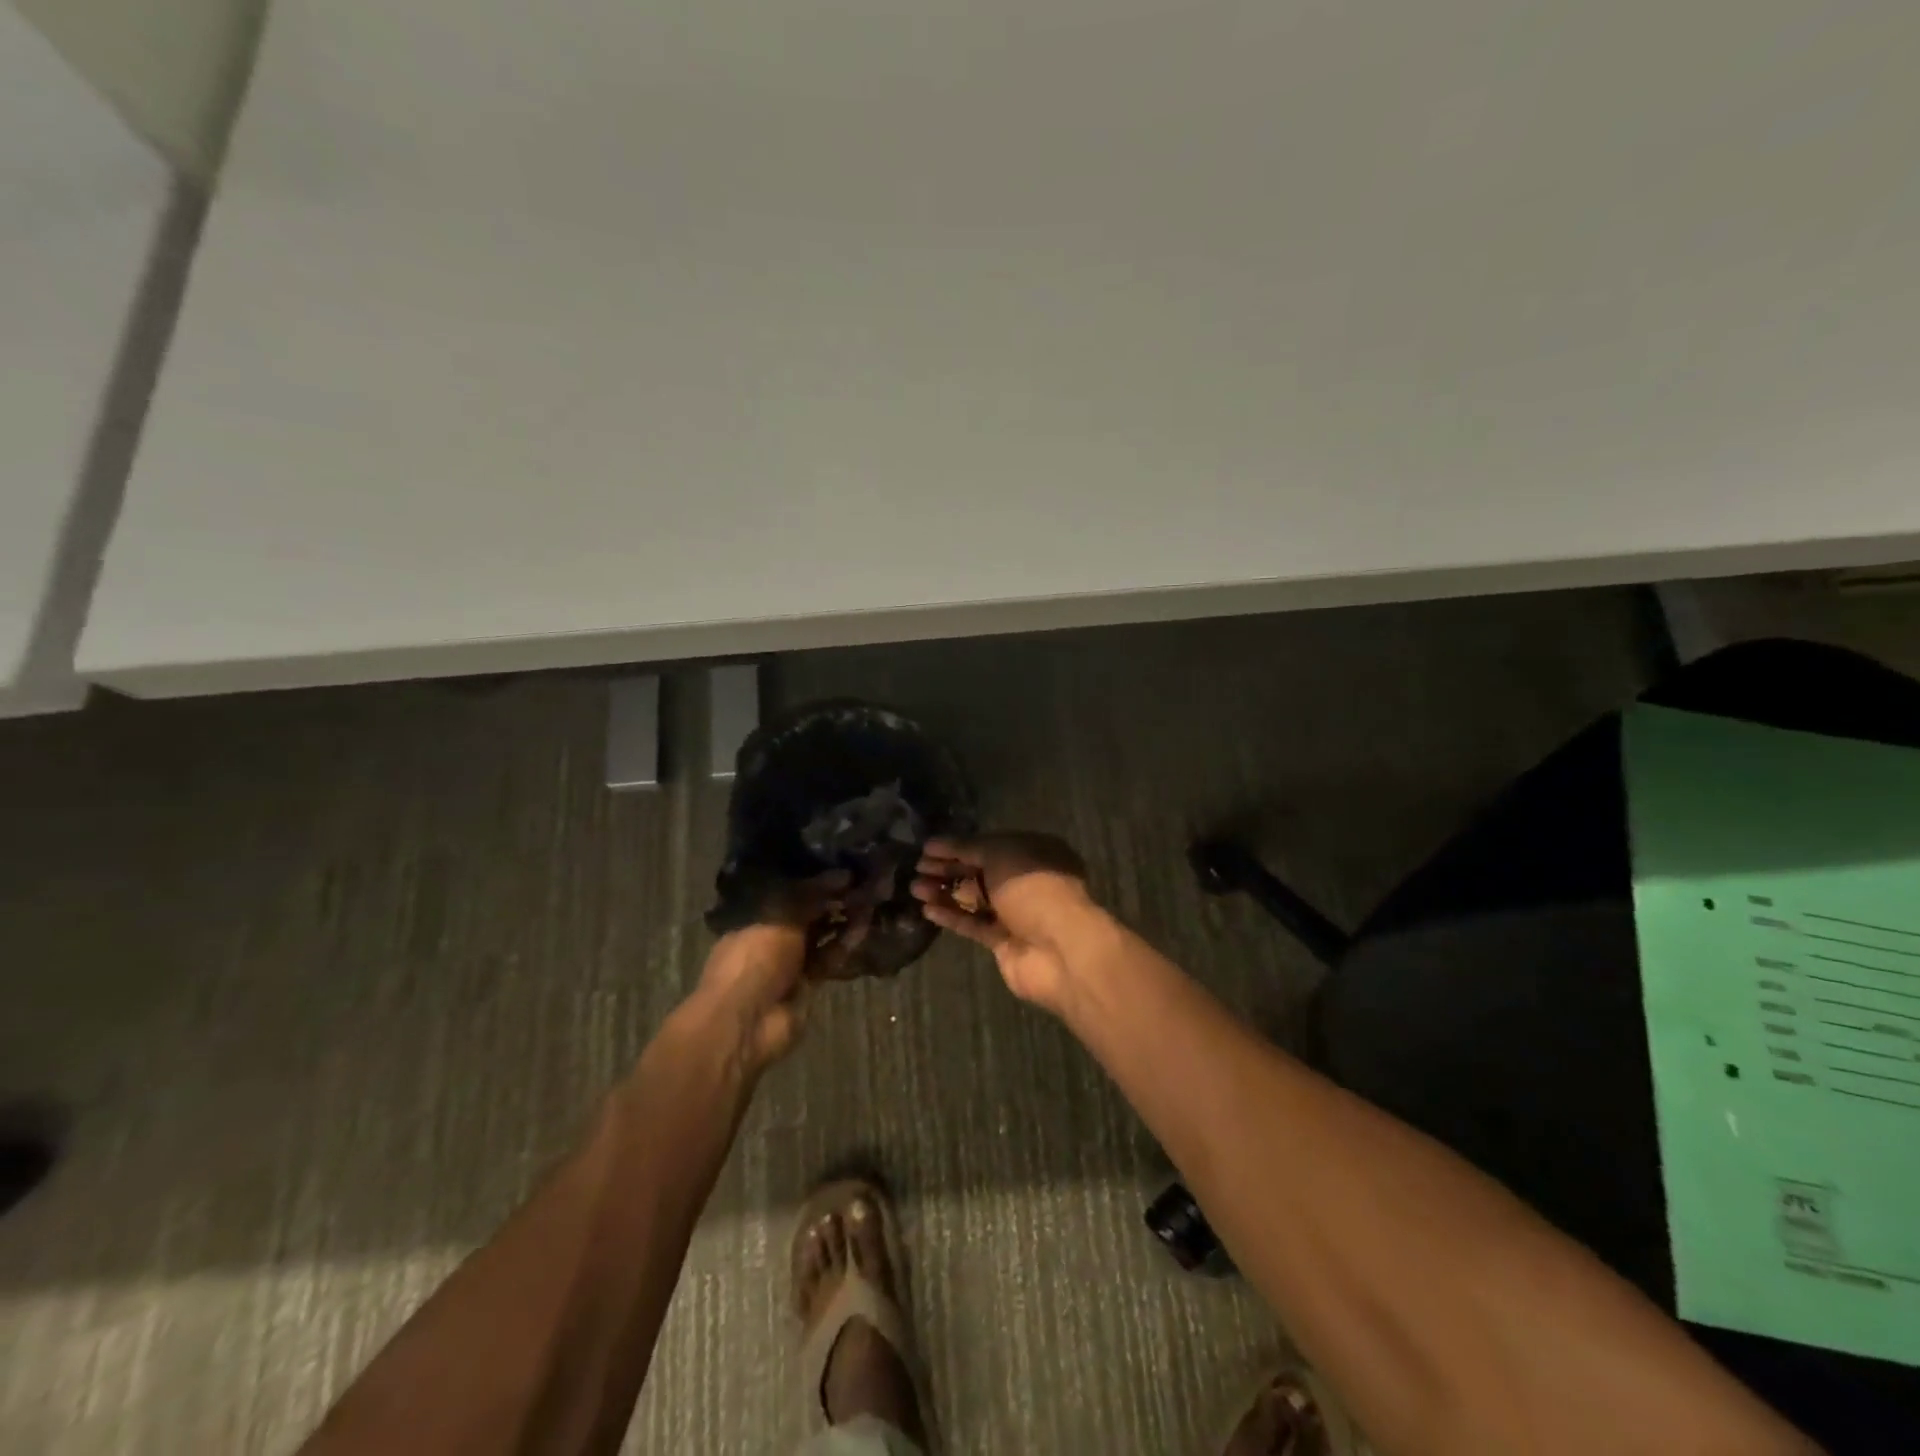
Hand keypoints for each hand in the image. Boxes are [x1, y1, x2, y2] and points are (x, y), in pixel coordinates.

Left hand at [694, 872, 854, 1075]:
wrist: (746, 1022)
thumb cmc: (754, 958)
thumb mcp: (783, 914)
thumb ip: (814, 893)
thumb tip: (844, 874)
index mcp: (754, 914)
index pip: (789, 889)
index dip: (815, 878)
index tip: (843, 866)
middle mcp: (771, 935)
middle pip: (807, 913)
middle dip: (833, 899)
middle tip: (863, 881)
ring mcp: (788, 962)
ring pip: (821, 935)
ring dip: (842, 920)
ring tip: (869, 899)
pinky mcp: (807, 984)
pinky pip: (828, 959)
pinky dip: (844, 944)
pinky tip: (863, 926)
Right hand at [911, 833, 1099, 1009]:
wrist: (1059, 948)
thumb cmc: (1033, 888)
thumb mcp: (1000, 853)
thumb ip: (968, 848)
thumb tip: (937, 844)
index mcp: (1034, 852)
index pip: (989, 844)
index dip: (957, 846)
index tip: (927, 848)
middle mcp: (1026, 880)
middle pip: (980, 871)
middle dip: (948, 868)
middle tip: (916, 867)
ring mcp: (1016, 913)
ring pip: (974, 898)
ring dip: (945, 892)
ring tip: (914, 888)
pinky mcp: (1004, 942)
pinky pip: (973, 924)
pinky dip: (952, 916)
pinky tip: (927, 909)